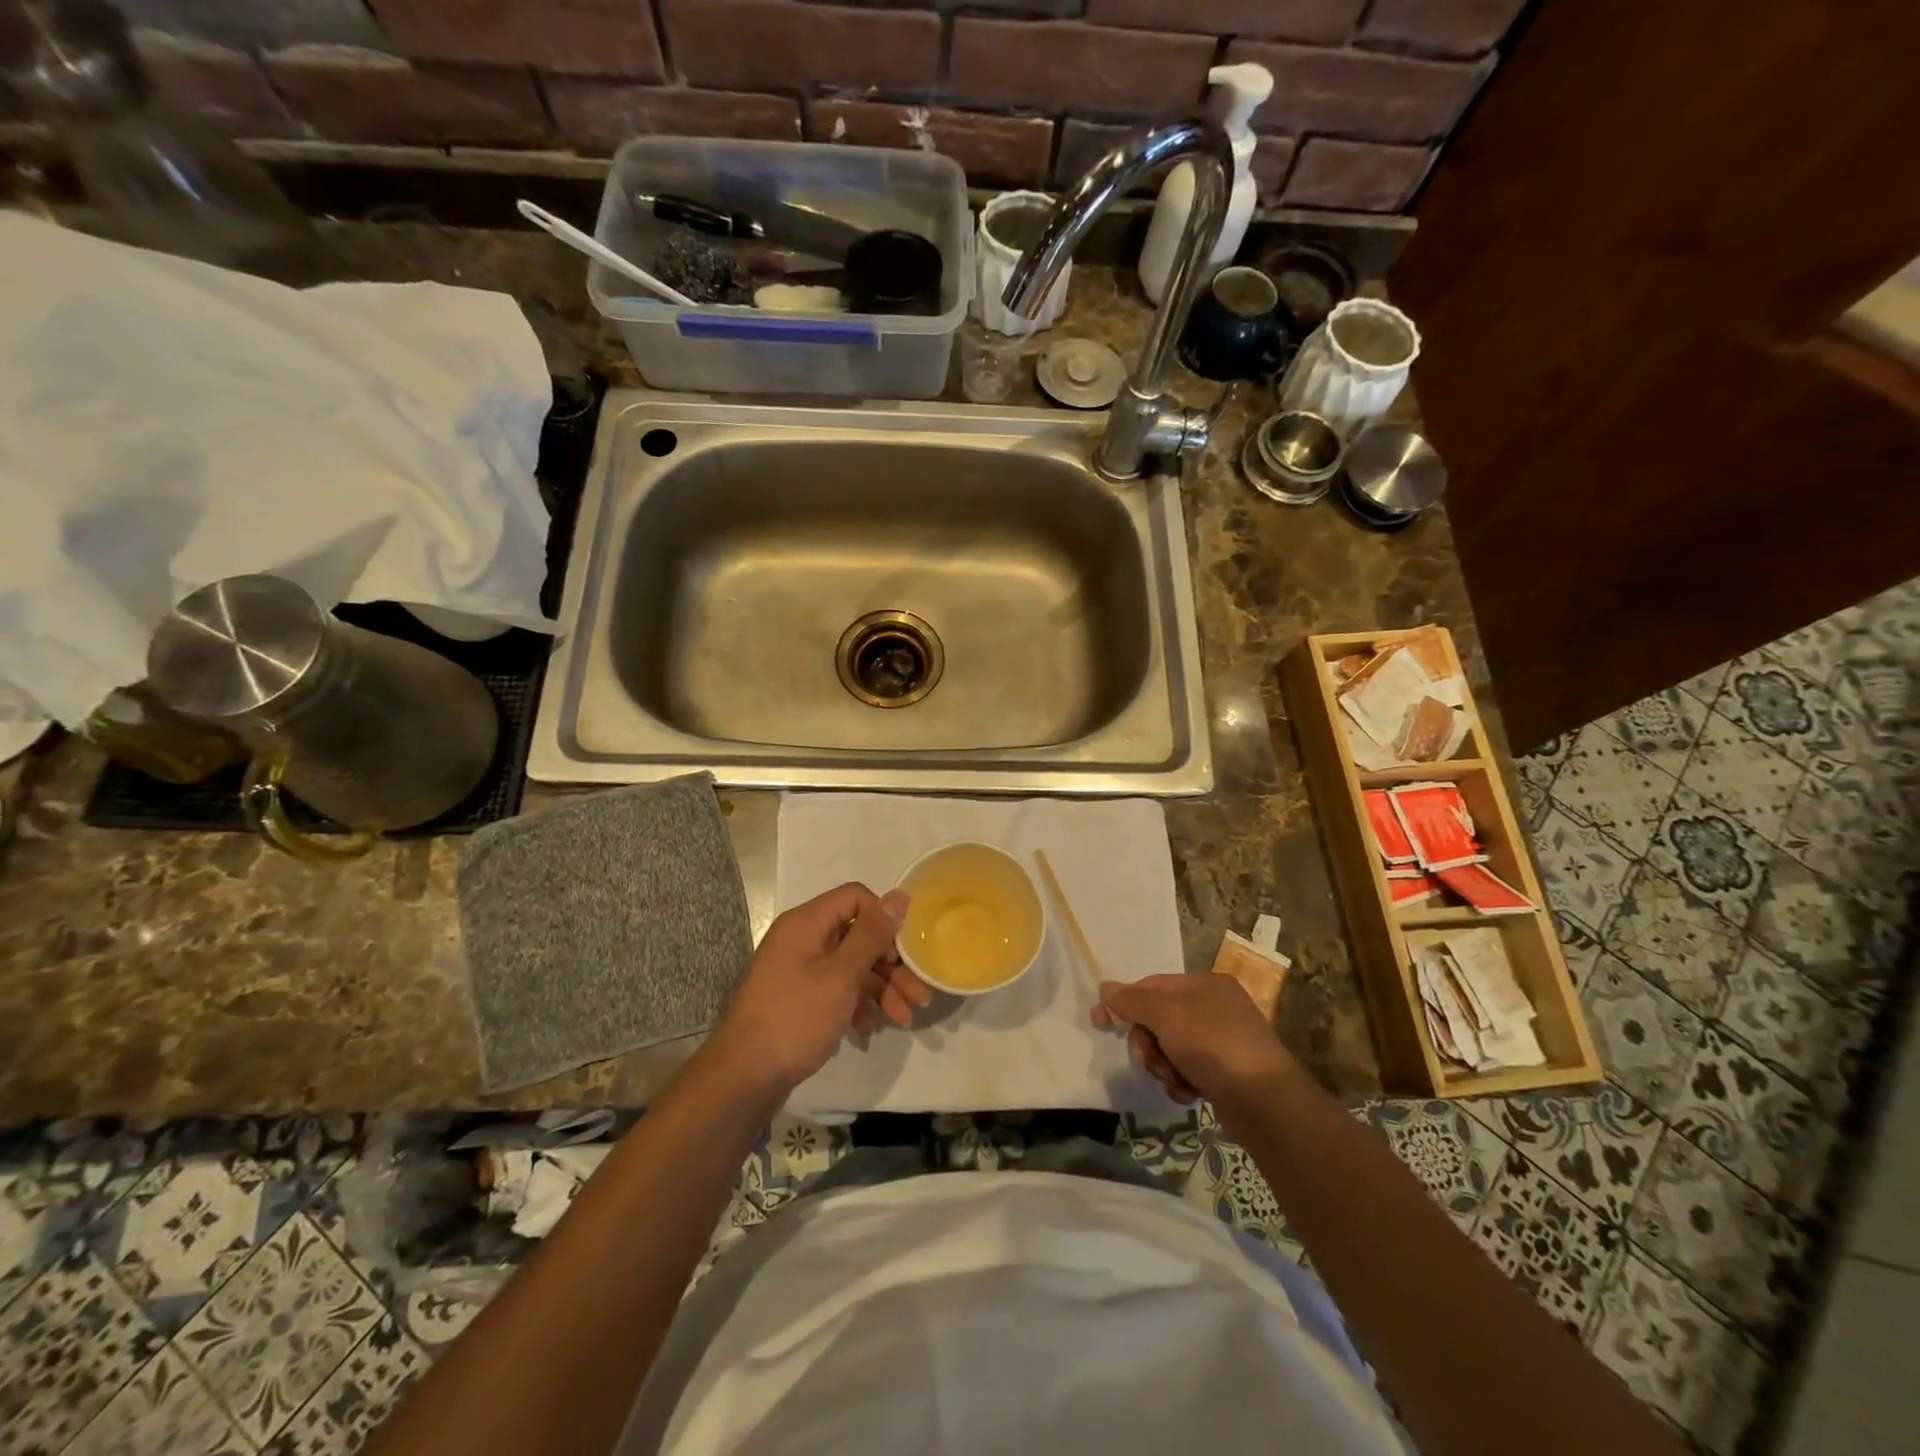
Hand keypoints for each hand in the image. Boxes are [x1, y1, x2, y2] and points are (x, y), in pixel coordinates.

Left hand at [711, 883, 930, 1094]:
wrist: (744, 1077)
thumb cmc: (795, 1017)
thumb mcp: (841, 975)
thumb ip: (872, 935)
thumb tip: (900, 895)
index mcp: (807, 922)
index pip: (856, 898)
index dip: (884, 920)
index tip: (904, 952)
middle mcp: (802, 940)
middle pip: (858, 936)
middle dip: (891, 965)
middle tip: (919, 995)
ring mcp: (798, 971)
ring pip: (851, 967)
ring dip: (881, 990)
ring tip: (903, 1020)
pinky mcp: (798, 999)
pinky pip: (836, 990)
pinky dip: (857, 1005)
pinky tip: (870, 1029)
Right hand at [1092, 973, 1295, 1106]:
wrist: (1265, 1102)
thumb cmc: (1214, 1046)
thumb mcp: (1167, 1015)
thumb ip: (1132, 1001)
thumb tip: (1105, 988)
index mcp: (1206, 985)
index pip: (1152, 986)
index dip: (1124, 1002)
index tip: (1100, 1023)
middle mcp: (1215, 1008)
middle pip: (1159, 1020)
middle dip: (1148, 1043)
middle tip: (1150, 1060)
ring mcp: (1222, 1042)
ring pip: (1170, 1048)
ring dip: (1163, 1065)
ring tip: (1174, 1080)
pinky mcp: (1225, 1074)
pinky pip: (1187, 1071)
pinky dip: (1181, 1082)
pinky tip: (1189, 1093)